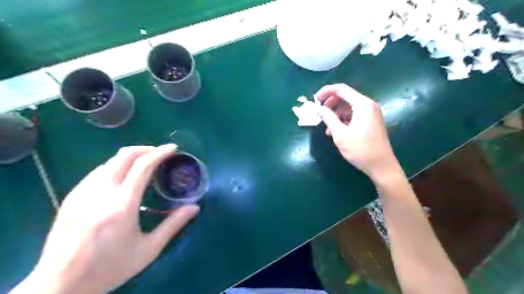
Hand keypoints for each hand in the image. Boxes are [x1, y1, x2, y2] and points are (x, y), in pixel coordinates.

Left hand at [13, 143, 200, 293]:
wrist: (59, 286)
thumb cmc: (110, 267)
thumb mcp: (149, 249)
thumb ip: (173, 225)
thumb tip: (195, 207)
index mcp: (122, 204)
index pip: (143, 165)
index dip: (160, 153)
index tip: (173, 148)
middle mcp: (101, 192)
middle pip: (124, 156)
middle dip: (145, 149)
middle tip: (160, 154)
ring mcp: (82, 193)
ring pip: (109, 162)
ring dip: (130, 157)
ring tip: (143, 165)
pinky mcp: (71, 198)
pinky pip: (96, 172)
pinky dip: (114, 167)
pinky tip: (120, 179)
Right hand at [317, 83, 398, 178]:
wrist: (381, 166)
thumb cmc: (361, 150)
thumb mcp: (340, 134)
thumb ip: (329, 118)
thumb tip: (319, 109)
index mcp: (362, 105)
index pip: (341, 89)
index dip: (326, 92)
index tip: (314, 100)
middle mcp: (368, 105)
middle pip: (345, 97)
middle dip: (330, 104)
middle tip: (319, 114)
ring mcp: (370, 113)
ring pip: (348, 107)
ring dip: (335, 114)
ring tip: (327, 129)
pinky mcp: (370, 122)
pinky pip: (353, 115)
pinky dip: (343, 120)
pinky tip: (335, 132)